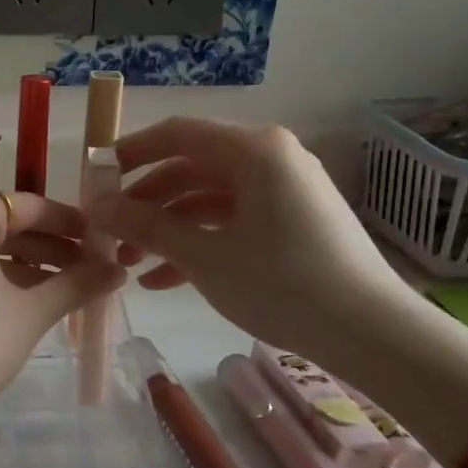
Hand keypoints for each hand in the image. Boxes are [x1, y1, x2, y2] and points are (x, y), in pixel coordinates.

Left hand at [0, 191, 124, 428]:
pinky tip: (30, 299)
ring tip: (70, 287)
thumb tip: (117, 270)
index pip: (29, 206)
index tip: (103, 240)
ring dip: (28, 263)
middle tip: (93, 267)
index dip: (70, 223)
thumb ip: (76, 284)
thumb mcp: (30, 312)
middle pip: (7, 224)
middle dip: (51, 246)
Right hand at [87, 118, 417, 366]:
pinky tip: (162, 281)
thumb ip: (145, 226)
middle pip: (189, 167)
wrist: (373, 333)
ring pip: (207, 198)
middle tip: (108, 231)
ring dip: (166, 228)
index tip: (95, 179)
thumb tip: (97, 207)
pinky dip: (198, 242)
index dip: (129, 153)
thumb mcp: (204, 256)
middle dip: (144, 202)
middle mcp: (270, 158)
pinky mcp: (292, 220)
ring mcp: (283, 190)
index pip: (176, 133)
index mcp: (253, 150)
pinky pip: (232, 219)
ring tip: (128, 265)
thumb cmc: (282, 284)